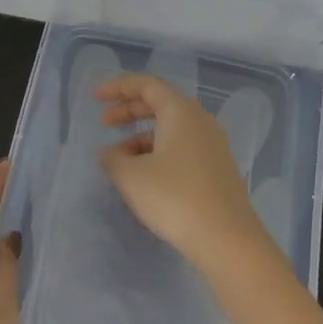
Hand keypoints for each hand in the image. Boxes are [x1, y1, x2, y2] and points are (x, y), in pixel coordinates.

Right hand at [95, 73, 270, 272]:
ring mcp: (213, 145)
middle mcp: (200, 121)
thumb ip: (113, 159)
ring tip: (119, 159)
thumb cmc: (175, 198)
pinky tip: (144, 176)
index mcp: (181, 112)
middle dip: (129, 110)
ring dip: (142, 136)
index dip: (118, 87)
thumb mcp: (132, 177)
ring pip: (171, 128)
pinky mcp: (217, 168)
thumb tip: (109, 153)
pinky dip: (158, 152)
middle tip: (104, 123)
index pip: (147, 85)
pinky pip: (182, 147)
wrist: (226, 238)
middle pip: (160, 103)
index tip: (95, 98)